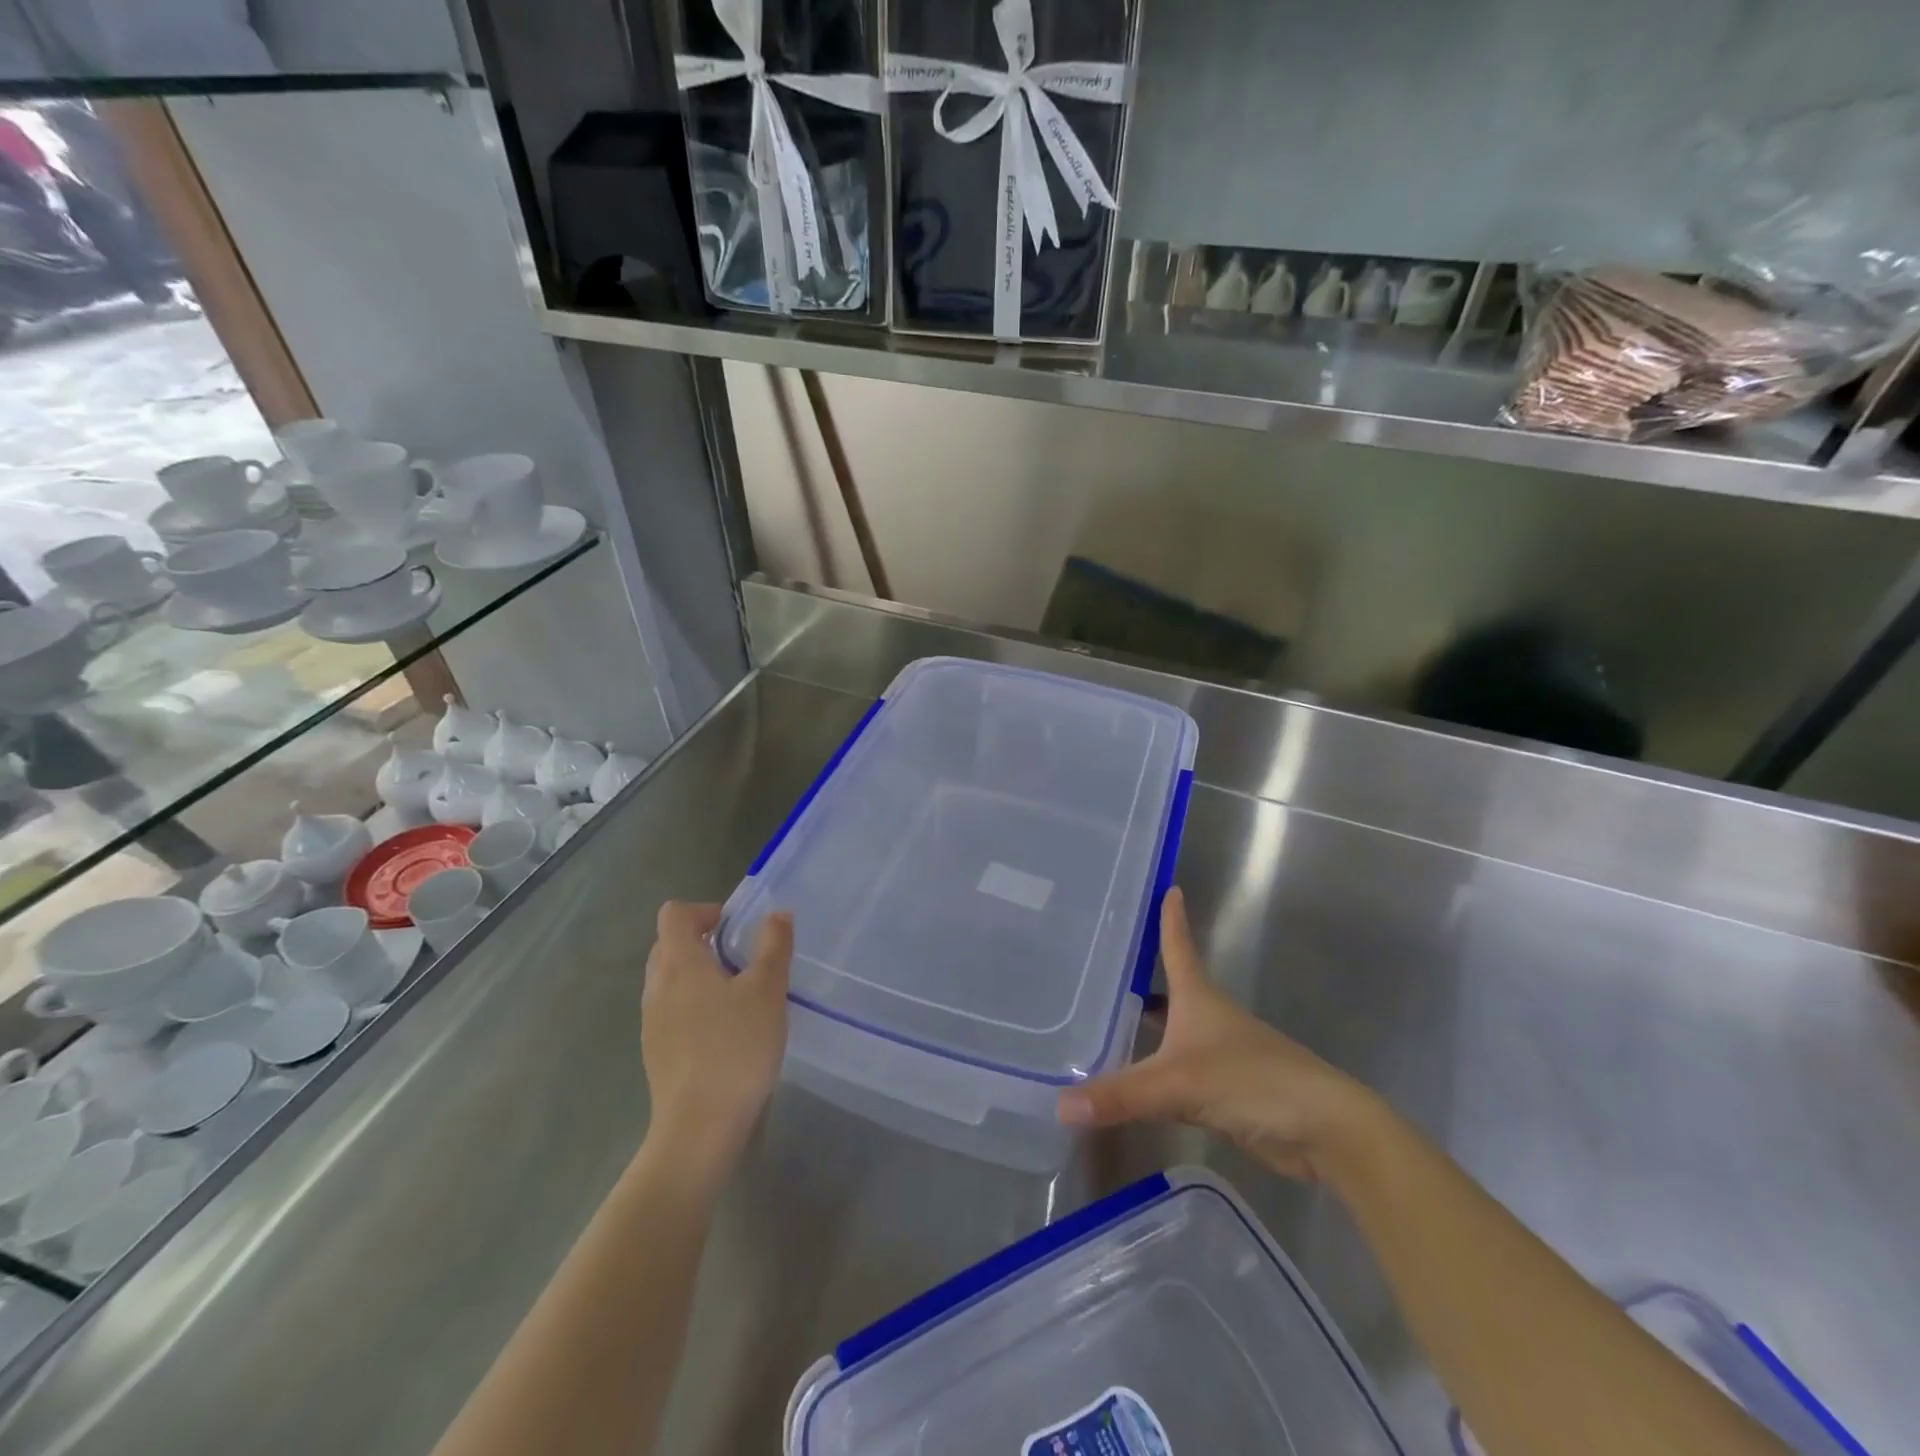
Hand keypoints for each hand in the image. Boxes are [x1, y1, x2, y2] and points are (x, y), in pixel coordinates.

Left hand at [641, 902, 792, 1175]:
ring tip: (739, 996)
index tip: (738, 929)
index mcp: (679, 963)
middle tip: (744, 959)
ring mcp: (652, 1021)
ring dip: (701, 975)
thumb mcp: (767, 991)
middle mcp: (657, 986)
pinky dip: (695, 1006)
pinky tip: (727, 1032)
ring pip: (671, 979)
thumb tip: (778, 913)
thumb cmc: (735, 1049)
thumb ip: (773, 947)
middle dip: (704, 941)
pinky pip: (672, 1010)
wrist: (699, 1128)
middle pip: (669, 944)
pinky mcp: (657, 1051)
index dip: (706, 910)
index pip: (675, 913)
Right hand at [1057, 888, 1374, 1179]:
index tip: (1167, 887)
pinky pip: (1176, 1073)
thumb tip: (1061, 1105)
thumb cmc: (1253, 1082)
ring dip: (1143, 1026)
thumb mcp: (1179, 1085)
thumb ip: (1121, 1095)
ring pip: (1171, 1032)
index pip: (1178, 947)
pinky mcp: (1224, 1091)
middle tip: (1095, 965)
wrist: (1324, 1131)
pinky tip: (1131, 1080)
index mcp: (1199, 999)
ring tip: (1100, 1022)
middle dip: (1137, 978)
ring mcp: (1219, 1055)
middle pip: (1169, 988)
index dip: (1170, 919)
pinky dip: (1153, 1070)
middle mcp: (1208, 1018)